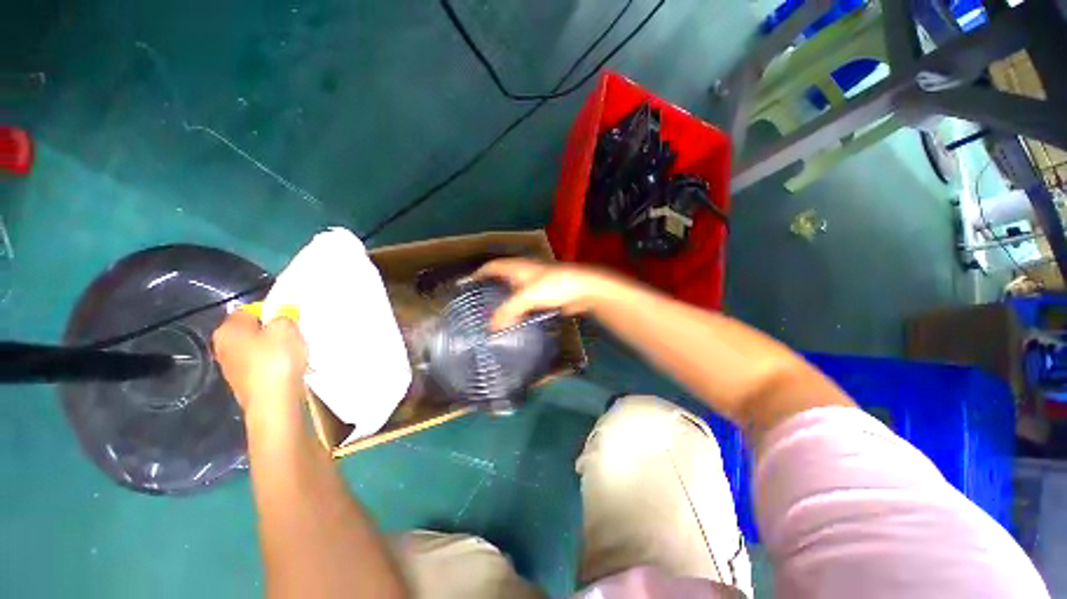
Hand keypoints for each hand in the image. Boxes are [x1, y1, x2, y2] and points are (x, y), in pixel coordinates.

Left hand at [212, 310, 307, 422]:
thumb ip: (282, 317)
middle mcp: (223, 347)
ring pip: (259, 349)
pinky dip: (276, 365)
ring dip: (276, 349)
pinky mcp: (246, 384)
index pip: (249, 310)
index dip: (271, 311)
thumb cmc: (276, 360)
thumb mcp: (286, 328)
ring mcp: (232, 368)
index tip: (290, 319)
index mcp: (227, 330)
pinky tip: (290, 369)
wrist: (273, 402)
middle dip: (273, 332)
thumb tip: (278, 321)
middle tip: (294, 335)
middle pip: (252, 331)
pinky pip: (263, 365)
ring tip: (295, 353)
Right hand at [473, 258, 616, 329]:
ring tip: (494, 315)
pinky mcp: (546, 295)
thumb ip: (507, 311)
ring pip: (515, 291)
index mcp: (517, 268)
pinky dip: (519, 309)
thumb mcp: (526, 297)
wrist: (582, 289)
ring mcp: (536, 283)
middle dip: (490, 288)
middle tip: (479, 303)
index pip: (492, 266)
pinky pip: (526, 302)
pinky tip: (516, 320)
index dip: (479, 273)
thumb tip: (490, 326)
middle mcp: (524, 273)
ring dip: (505, 301)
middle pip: (502, 278)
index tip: (467, 284)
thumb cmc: (553, 286)